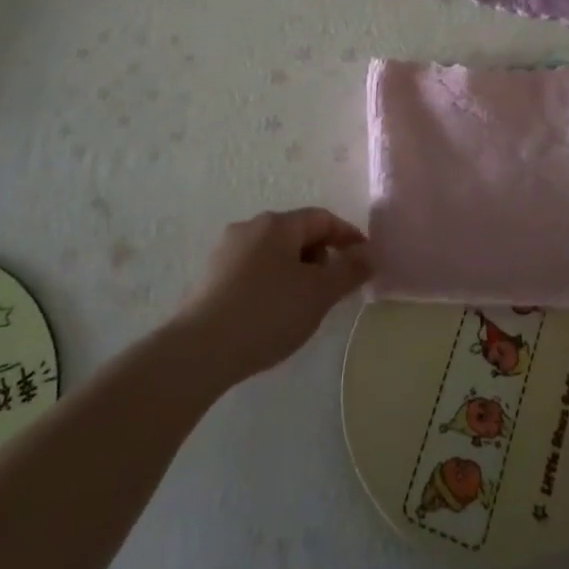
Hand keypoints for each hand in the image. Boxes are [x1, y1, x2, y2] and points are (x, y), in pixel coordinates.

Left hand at [177, 208, 372, 382]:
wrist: (200, 350)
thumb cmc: (268, 312)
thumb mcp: (319, 293)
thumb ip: (349, 270)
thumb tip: (369, 253)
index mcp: (277, 224)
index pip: (322, 218)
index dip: (347, 235)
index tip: (364, 259)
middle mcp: (250, 228)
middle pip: (297, 234)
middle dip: (321, 256)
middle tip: (334, 288)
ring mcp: (226, 252)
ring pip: (274, 253)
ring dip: (296, 271)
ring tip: (305, 305)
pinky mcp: (210, 279)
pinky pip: (254, 271)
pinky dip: (273, 284)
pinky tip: (273, 314)